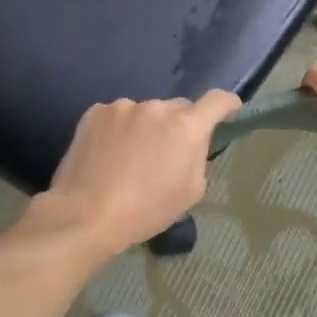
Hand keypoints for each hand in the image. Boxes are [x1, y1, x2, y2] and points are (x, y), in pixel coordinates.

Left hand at [37, 90, 241, 254]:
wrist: (86, 214)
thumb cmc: (146, 210)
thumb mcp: (190, 192)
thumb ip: (197, 157)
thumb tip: (189, 144)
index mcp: (186, 127)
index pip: (217, 101)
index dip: (227, 104)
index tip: (230, 109)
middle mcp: (157, 107)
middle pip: (177, 108)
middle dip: (178, 125)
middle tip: (166, 152)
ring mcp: (123, 107)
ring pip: (145, 113)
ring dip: (145, 127)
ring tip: (130, 158)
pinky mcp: (95, 112)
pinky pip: (117, 116)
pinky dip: (119, 130)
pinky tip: (108, 154)